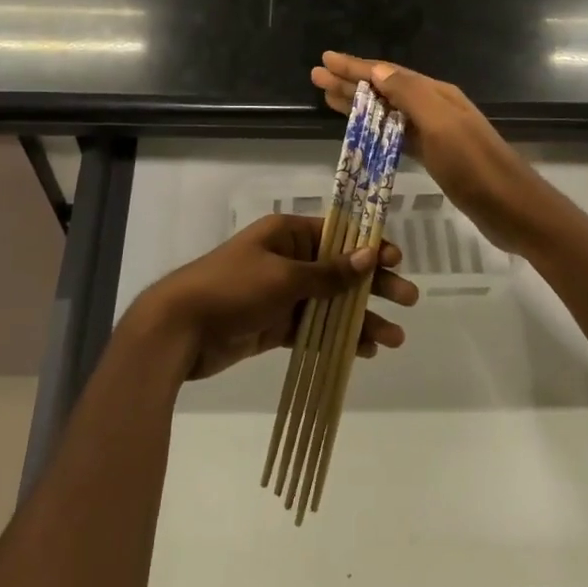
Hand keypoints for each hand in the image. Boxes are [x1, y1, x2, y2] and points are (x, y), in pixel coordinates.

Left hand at [136, 213, 418, 380]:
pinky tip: (362, 351)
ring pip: (330, 304)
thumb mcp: (283, 277)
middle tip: (409, 300)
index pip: (337, 235)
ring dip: (360, 319)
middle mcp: (287, 260)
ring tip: (393, 339)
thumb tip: (369, 253)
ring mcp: (280, 294)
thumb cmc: (231, 289)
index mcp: (287, 235)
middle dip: (373, 286)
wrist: (178, 329)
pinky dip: (336, 338)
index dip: (368, 246)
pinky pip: (313, 328)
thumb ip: (328, 272)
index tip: (396, 261)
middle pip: (339, 270)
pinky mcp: (273, 325)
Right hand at [311, 52, 552, 256]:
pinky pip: (396, 135)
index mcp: (436, 94)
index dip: (355, 66)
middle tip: (317, 76)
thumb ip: (410, 95)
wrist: (513, 209)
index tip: (325, 59)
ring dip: (359, 104)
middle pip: (385, 88)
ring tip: (328, 98)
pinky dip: (375, 129)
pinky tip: (361, 131)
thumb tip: (377, 69)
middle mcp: (434, 107)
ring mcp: (435, 133)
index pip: (387, 73)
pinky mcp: (435, 157)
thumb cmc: (475, 167)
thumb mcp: (441, 125)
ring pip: (388, 111)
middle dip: (350, 82)